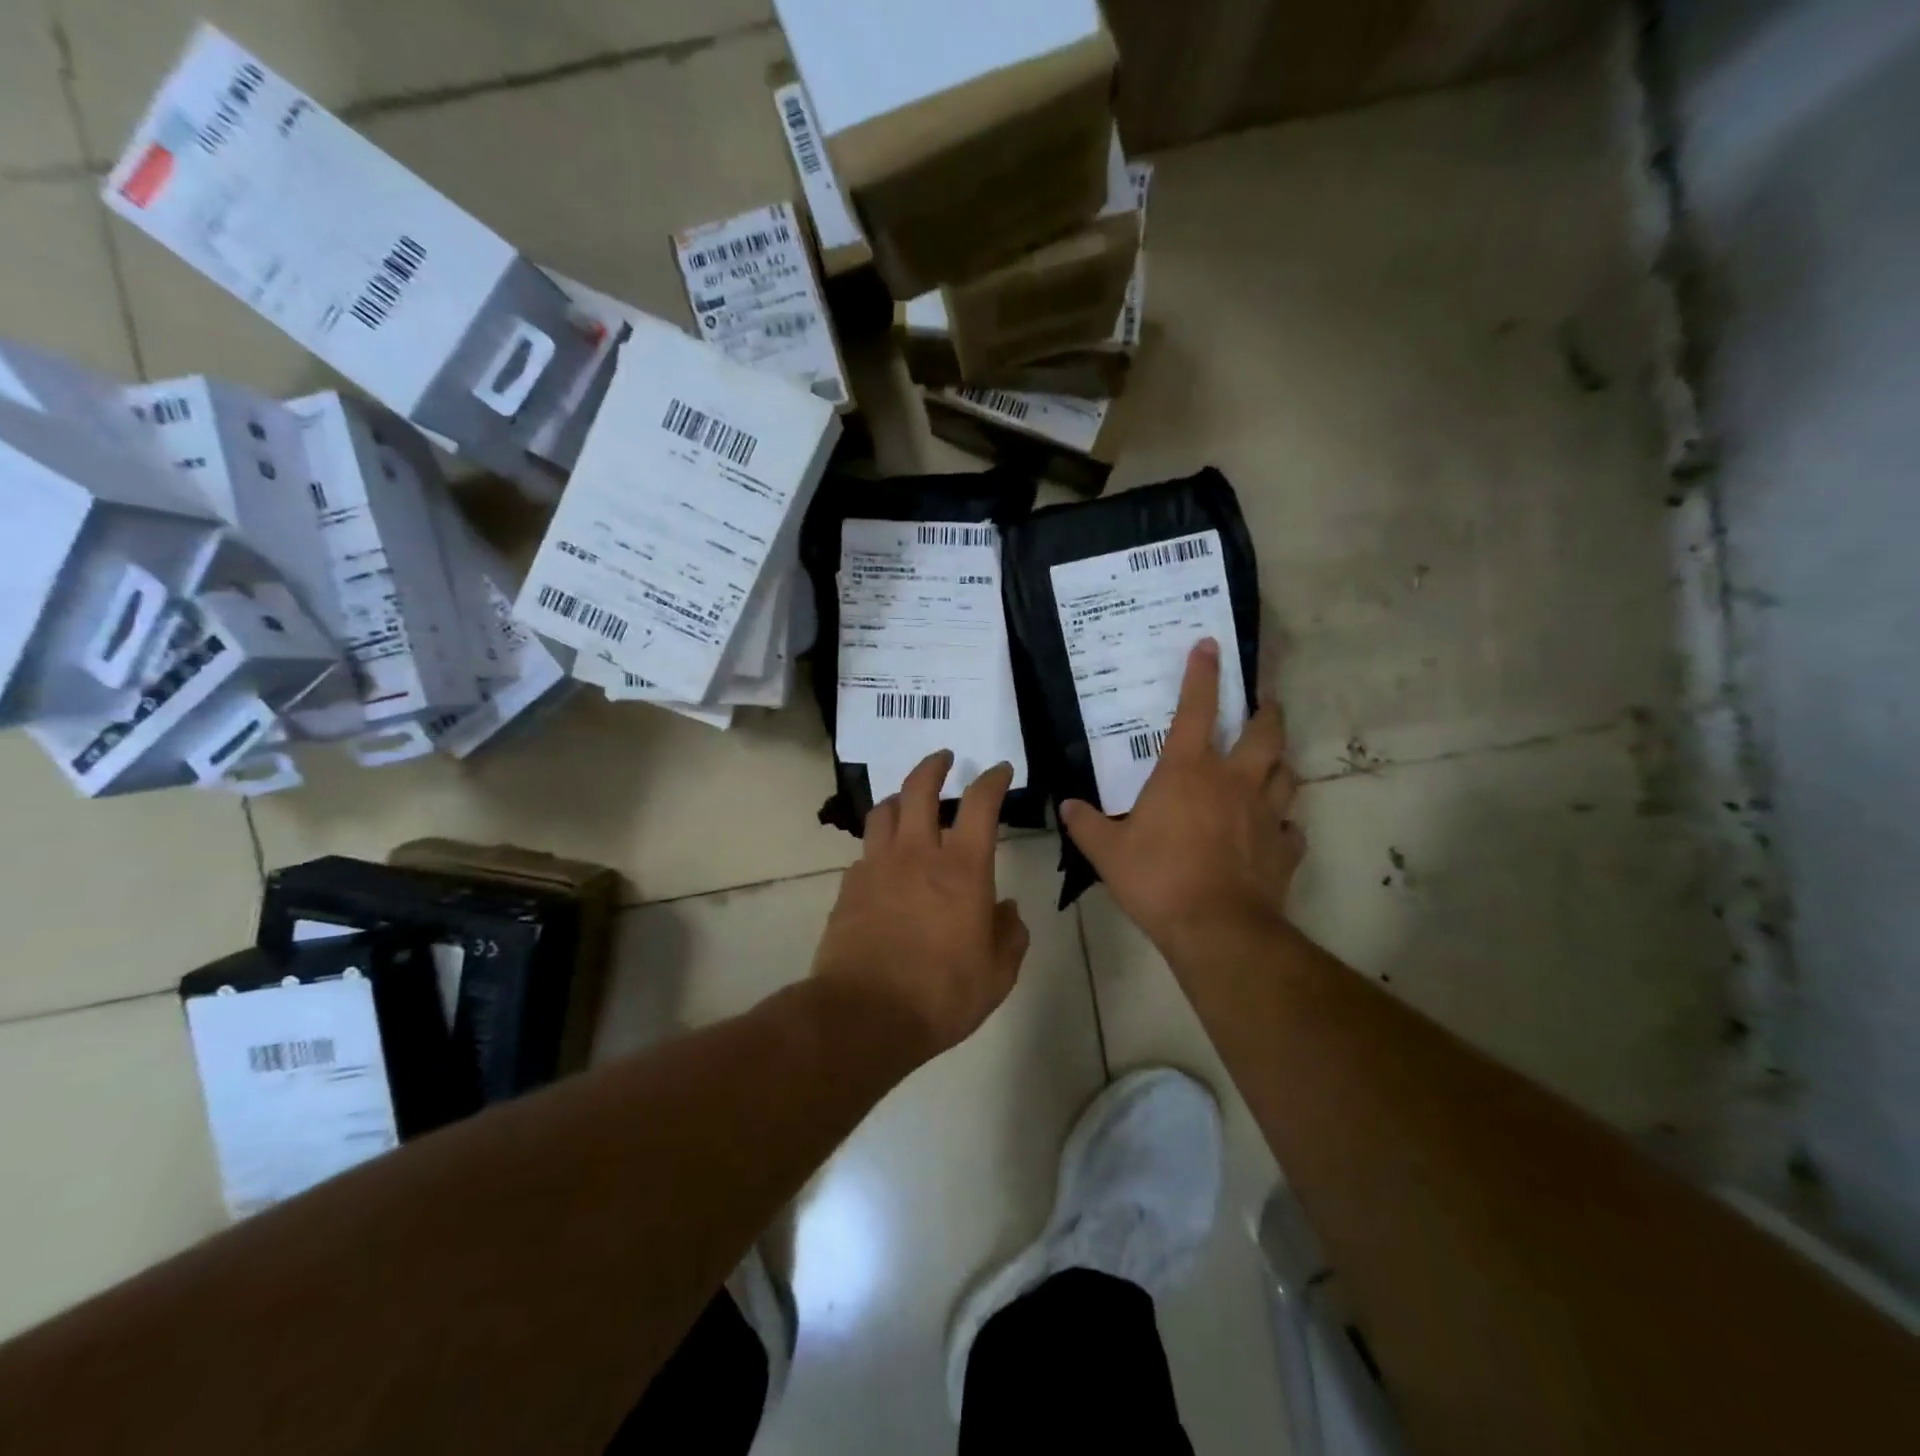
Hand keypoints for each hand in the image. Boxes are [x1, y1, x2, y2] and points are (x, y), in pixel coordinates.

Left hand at [812, 752, 1030, 1063]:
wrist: (865, 1016)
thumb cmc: (942, 994)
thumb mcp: (997, 973)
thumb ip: (1009, 934)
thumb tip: (1007, 909)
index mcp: (962, 869)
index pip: (980, 804)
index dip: (992, 780)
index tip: (999, 769)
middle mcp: (917, 854)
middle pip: (920, 788)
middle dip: (934, 765)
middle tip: (943, 758)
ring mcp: (877, 867)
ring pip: (884, 811)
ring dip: (900, 798)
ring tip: (909, 801)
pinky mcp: (849, 887)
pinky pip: (865, 851)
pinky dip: (879, 845)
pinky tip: (885, 863)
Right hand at [1062, 639, 1304, 954]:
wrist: (1217, 928)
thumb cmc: (1158, 878)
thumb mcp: (1108, 852)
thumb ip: (1086, 824)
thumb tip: (1066, 807)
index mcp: (1188, 772)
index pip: (1196, 710)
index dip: (1202, 674)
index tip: (1209, 645)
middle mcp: (1234, 782)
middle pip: (1263, 733)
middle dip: (1266, 711)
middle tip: (1263, 702)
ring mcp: (1265, 814)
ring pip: (1286, 773)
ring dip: (1281, 761)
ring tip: (1274, 760)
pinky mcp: (1284, 848)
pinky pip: (1291, 827)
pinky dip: (1284, 823)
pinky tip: (1276, 829)